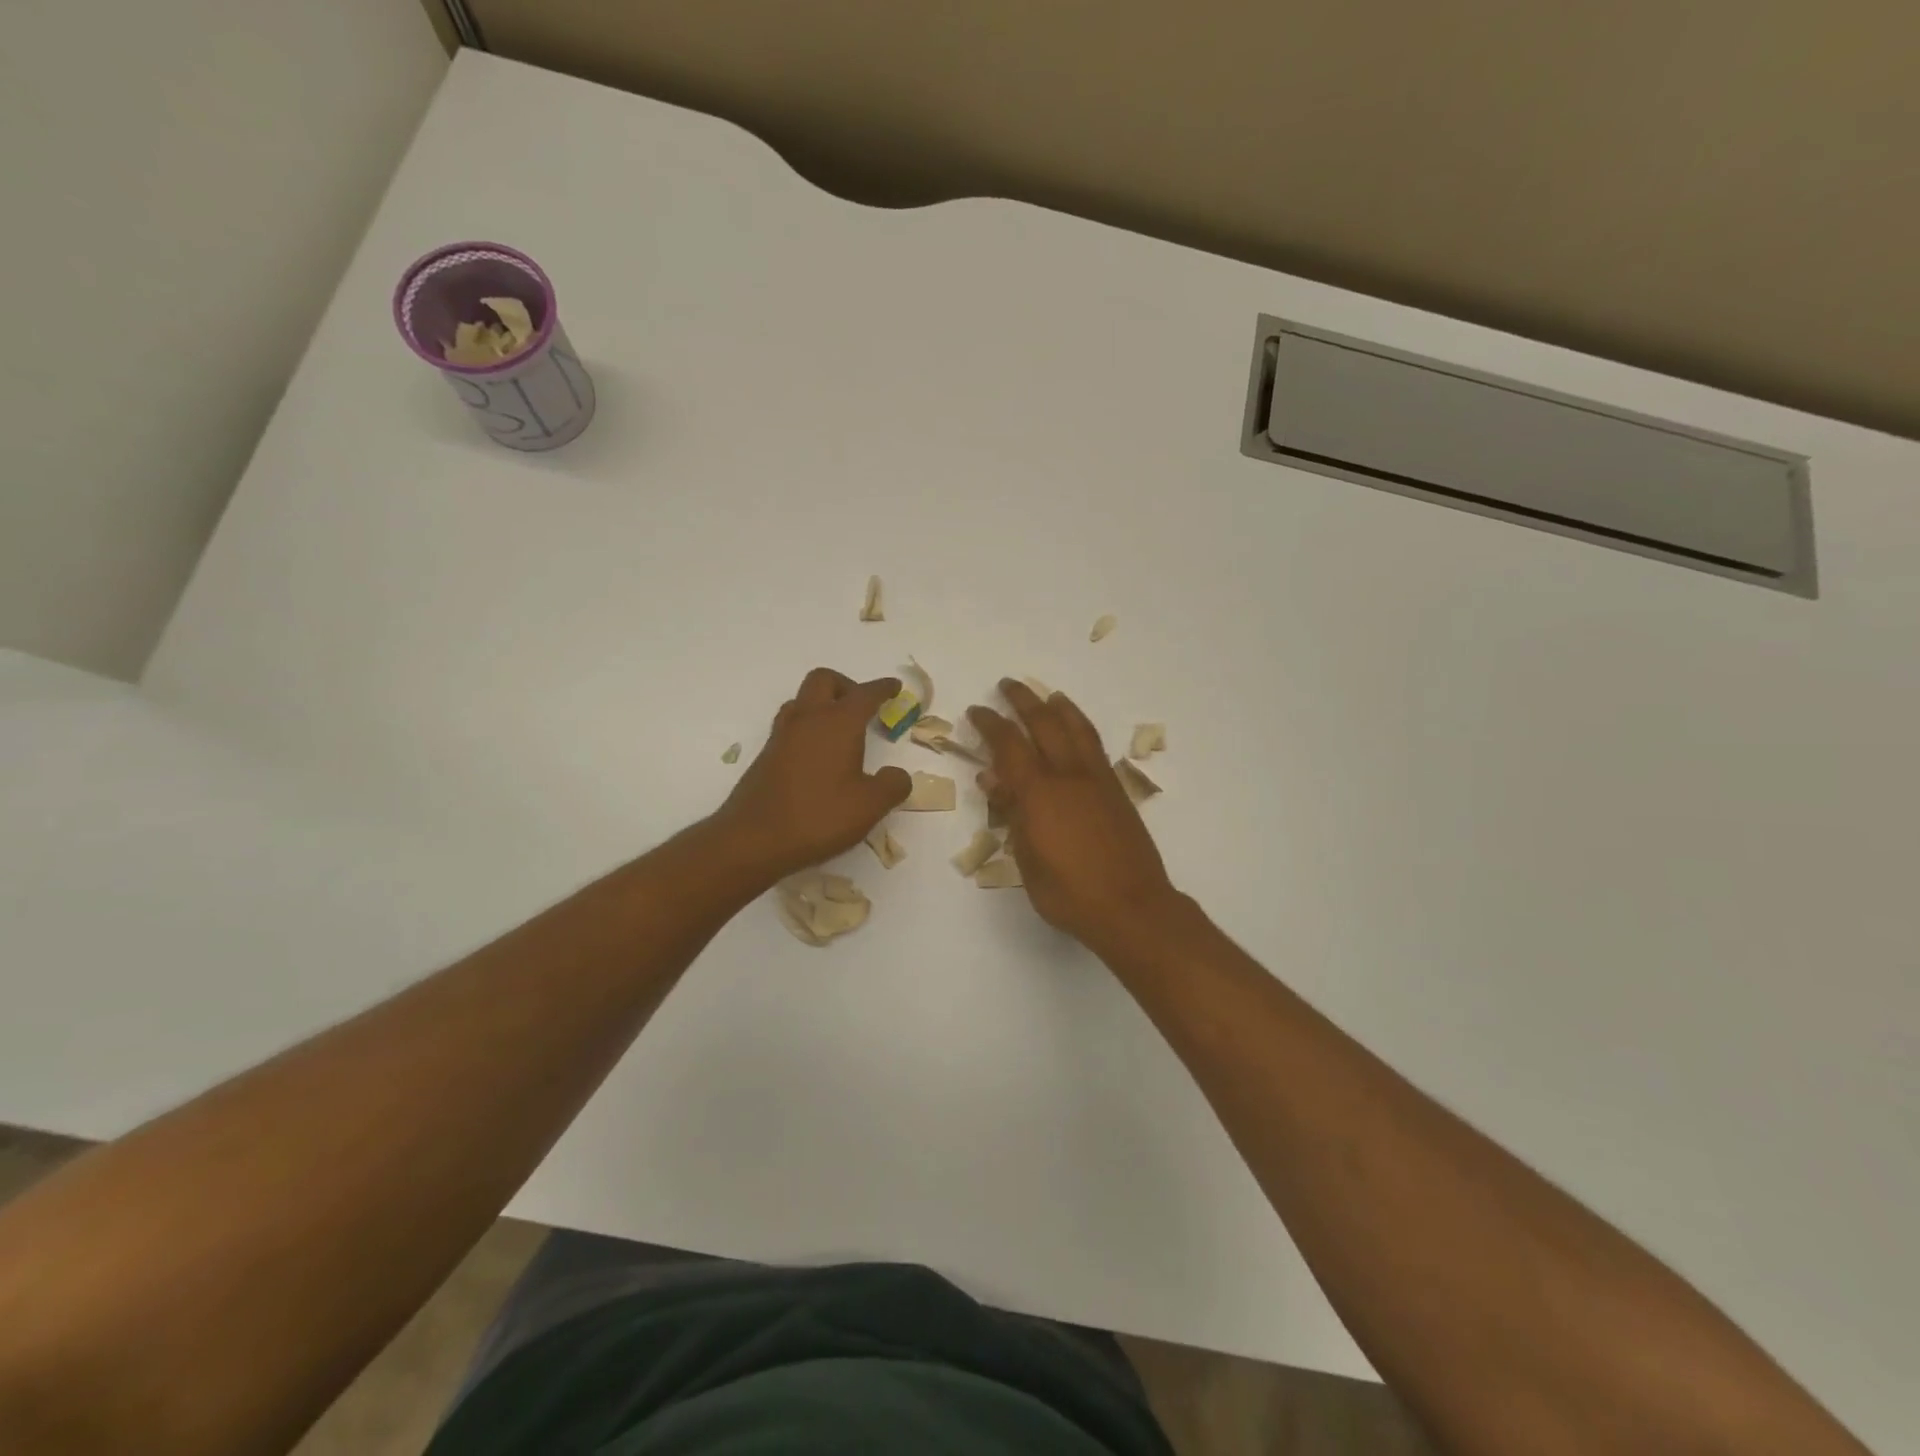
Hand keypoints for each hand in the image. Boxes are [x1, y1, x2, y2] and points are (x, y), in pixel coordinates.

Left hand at [713, 668, 911, 879]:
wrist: (753, 840)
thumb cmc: (818, 817)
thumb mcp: (870, 806)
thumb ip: (892, 785)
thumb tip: (897, 775)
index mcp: (837, 723)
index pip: (864, 694)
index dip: (882, 688)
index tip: (894, 686)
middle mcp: (807, 720)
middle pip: (824, 680)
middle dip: (846, 686)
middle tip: (863, 707)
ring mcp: (782, 736)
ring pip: (802, 701)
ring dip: (822, 704)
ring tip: (840, 730)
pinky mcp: (766, 756)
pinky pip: (790, 726)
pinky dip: (808, 728)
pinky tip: (818, 756)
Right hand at [967, 679, 1179, 949]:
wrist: (1132, 907)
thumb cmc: (1069, 894)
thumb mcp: (1027, 860)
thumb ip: (1011, 814)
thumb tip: (992, 778)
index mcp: (1039, 794)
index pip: (1008, 745)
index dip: (990, 724)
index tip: (976, 710)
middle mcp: (1068, 776)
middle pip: (1044, 724)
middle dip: (1022, 701)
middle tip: (1007, 685)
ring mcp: (1097, 780)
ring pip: (1076, 729)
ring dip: (1058, 707)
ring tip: (1047, 695)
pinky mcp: (1116, 791)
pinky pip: (1094, 746)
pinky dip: (1081, 728)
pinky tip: (1076, 731)